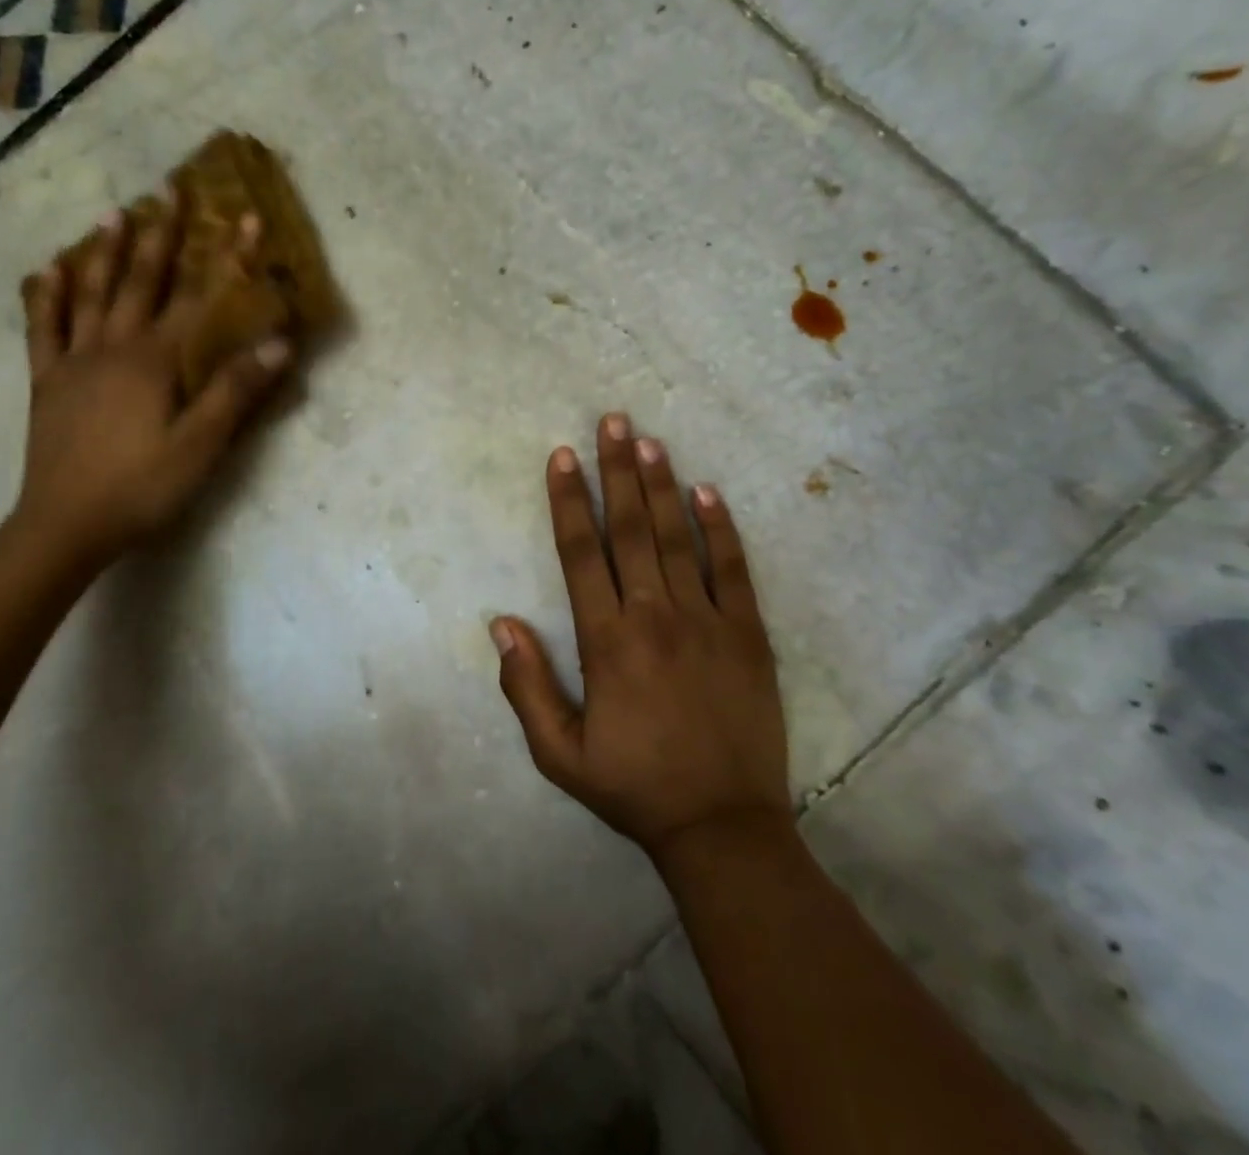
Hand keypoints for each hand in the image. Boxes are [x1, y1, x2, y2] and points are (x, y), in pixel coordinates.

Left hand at [11, 198, 289, 567]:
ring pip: (92, 295)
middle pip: (142, 283)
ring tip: (114, 214)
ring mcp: (75, 362)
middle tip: (169, 190)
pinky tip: (47, 271)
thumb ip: (236, 390)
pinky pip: (44, 330)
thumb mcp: (200, 445)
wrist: (65, 526)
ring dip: (105, 253)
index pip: (200, 298)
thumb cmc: (141, 487)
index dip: (227, 258)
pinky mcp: (48, 384)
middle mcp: (113, 348)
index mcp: (154, 361)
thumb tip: (279, 343)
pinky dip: (46, 297)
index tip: (245, 217)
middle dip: (162, 236)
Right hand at [492, 413, 791, 860]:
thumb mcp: (559, 754)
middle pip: (631, 529)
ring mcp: (707, 622)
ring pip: (679, 539)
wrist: (722, 827)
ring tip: (649, 441)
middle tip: (612, 421)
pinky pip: (734, 570)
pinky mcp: (748, 635)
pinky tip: (708, 492)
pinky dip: (721, 529)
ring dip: (662, 486)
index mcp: (608, 642)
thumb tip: (500, 623)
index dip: (568, 502)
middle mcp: (655, 617)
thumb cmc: (633, 788)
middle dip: (617, 471)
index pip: (581, 554)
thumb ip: (525, 688)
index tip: (562, 456)